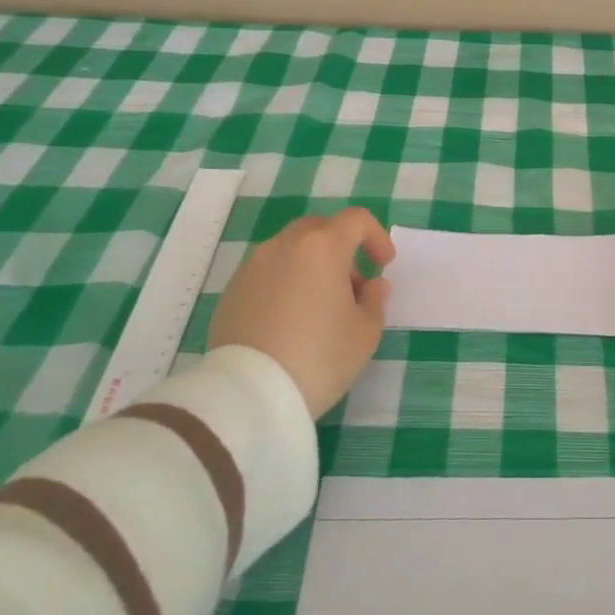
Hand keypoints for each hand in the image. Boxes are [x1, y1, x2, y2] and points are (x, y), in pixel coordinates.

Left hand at [209, 207, 395, 417]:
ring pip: (291, 250)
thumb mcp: (365, 333)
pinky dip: (285, 283)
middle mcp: (285, 246)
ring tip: (319, 307)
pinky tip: (289, 321)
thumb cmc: (319, 357)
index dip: (376, 236)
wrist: (249, 394)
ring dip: (312, 266)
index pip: (356, 220)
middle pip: (320, 229)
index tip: (383, 265)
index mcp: (322, 247)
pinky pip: (267, 273)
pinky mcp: (232, 291)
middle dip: (342, 248)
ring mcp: (253, 266)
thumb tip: (372, 284)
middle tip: (351, 286)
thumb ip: (374, 300)